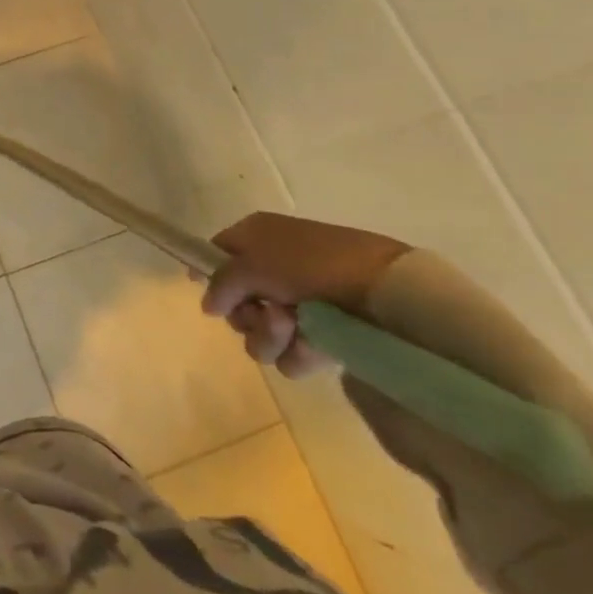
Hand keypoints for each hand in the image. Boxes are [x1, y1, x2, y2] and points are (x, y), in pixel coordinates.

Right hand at [201, 213, 411, 378]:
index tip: (210, 298)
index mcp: (257, 239)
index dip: (209, 274)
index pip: (218, 253)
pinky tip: (313, 346)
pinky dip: (297, 353)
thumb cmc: (311, 264)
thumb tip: (208, 305)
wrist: (384, 290)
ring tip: (293, 328)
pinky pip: (291, 354)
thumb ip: (222, 283)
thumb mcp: (253, 263)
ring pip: (261, 333)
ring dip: (270, 335)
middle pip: (238, 303)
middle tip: (265, 312)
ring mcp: (299, 304)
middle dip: (246, 315)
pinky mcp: (322, 336)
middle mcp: (274, 269)